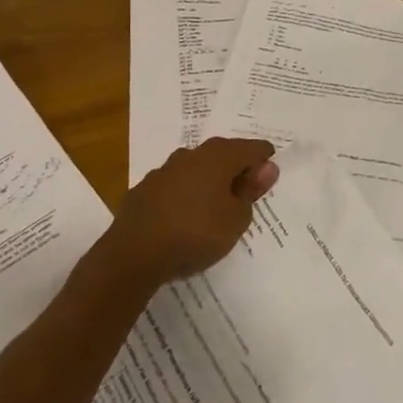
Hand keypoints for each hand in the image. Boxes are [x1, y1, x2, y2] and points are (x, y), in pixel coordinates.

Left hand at [112, 138, 279, 282]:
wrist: (133, 255)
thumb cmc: (196, 233)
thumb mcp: (236, 219)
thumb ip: (251, 192)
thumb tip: (266, 168)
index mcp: (219, 156)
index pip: (253, 148)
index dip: (265, 161)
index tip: (269, 181)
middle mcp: (192, 154)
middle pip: (224, 154)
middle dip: (237, 169)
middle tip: (247, 194)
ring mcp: (165, 170)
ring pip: (197, 168)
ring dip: (209, 181)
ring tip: (216, 206)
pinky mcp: (145, 189)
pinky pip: (176, 185)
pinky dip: (186, 194)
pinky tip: (186, 216)